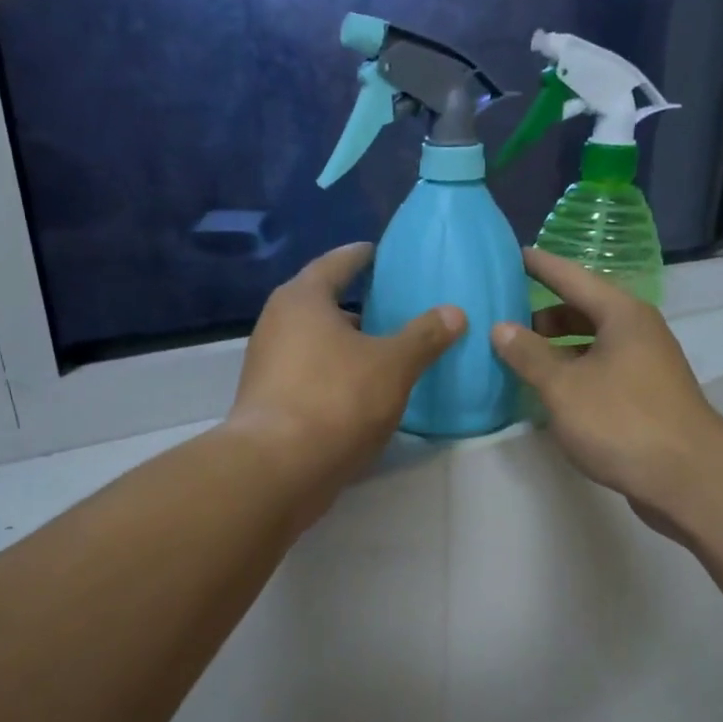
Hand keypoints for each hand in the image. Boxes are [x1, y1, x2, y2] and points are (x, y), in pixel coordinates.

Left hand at [227, 243, 462, 512]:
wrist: (278, 468)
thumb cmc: (336, 400)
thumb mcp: (393, 365)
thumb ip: (424, 336)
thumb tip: (454, 312)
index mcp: (303, 299)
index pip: (336, 263)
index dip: (362, 257)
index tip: (380, 253)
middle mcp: (277, 324)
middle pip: (323, 304)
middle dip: (357, 307)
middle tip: (393, 309)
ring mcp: (268, 365)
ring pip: (316, 343)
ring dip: (347, 345)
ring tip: (385, 352)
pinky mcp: (269, 401)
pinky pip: (310, 374)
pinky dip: (335, 375)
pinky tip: (362, 392)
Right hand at [492, 250, 722, 532]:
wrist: (686, 477)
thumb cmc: (621, 421)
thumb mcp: (564, 387)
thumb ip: (529, 355)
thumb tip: (501, 327)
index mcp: (622, 315)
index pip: (573, 277)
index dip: (541, 266)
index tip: (513, 254)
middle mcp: (637, 332)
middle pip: (584, 311)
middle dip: (544, 315)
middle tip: (504, 320)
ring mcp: (645, 365)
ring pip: (593, 344)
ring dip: (558, 349)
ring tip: (520, 358)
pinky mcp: (646, 396)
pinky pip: (601, 371)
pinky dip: (574, 373)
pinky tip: (551, 392)